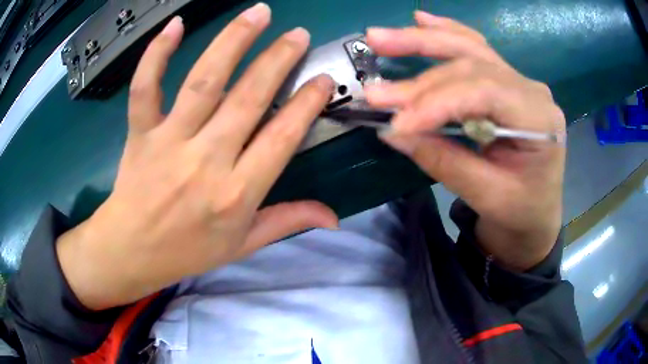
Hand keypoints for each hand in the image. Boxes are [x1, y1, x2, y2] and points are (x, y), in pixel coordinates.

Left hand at [57, 4, 337, 309]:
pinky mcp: (140, 132)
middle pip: (248, 98)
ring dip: (235, 41)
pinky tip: (176, 25)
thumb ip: (288, 222)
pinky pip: (146, 88)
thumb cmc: (187, 252)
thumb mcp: (242, 246)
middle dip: (279, 60)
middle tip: (298, 35)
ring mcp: (169, 142)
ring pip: (204, 81)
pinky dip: (157, 54)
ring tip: (259, 13)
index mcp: (236, 193)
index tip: (323, 80)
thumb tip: (334, 217)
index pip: (281, 137)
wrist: (131, 252)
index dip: (307, 104)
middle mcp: (206, 161)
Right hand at [365, 11, 565, 270]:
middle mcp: (531, 89)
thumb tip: (393, 132)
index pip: (483, 92)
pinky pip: (475, 49)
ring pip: (468, 48)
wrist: (536, 213)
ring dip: (422, 41)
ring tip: (379, 38)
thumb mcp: (487, 196)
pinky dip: (446, 33)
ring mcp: (519, 81)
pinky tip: (421, 19)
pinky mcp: (505, 82)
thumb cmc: (520, 211)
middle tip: (376, 90)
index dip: (435, 103)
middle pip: (470, 66)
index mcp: (539, 119)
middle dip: (420, 80)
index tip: (396, 124)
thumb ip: (444, 161)